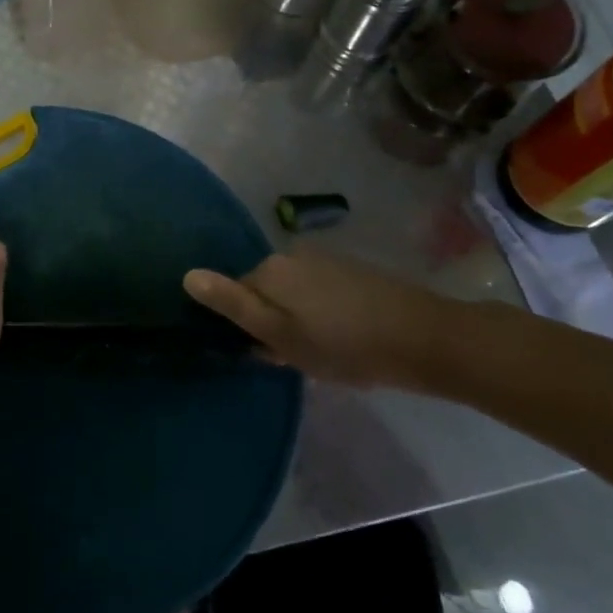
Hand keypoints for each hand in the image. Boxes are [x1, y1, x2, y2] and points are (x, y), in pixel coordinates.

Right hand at [183, 251, 455, 390]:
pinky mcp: (352, 270)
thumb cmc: (343, 345)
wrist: (424, 339)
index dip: (249, 328)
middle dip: (275, 323)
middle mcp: (291, 255)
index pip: (236, 296)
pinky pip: (320, 293)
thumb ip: (232, 305)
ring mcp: (324, 260)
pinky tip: (347, 337)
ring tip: (328, 351)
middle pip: (265, 293)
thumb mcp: (280, 335)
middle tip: (300, 357)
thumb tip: (187, 276)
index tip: (271, 354)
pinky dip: (324, 313)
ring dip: (301, 320)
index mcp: (269, 269)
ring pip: (294, 295)